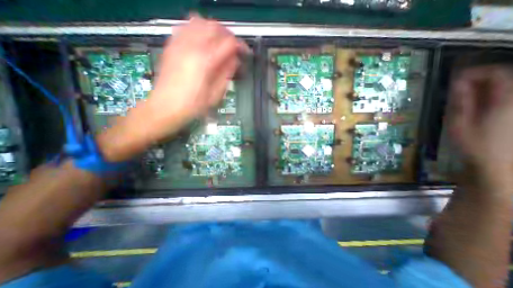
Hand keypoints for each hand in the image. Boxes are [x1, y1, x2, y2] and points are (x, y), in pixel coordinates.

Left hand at [140, 16, 248, 139]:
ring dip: (214, 30)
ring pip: (200, 22)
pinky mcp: (171, 46)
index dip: (240, 46)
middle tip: (233, 48)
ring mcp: (179, 44)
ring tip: (219, 42)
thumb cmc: (193, 105)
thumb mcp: (215, 95)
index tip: (244, 52)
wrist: (166, 107)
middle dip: (228, 35)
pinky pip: (186, 27)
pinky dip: (198, 29)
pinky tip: (202, 41)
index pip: (229, 43)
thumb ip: (226, 75)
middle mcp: (192, 47)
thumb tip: (234, 61)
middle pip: (215, 27)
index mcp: (206, 62)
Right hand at [447, 64, 512, 182]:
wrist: (498, 163)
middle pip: (506, 78)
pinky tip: (479, 102)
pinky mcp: (511, 115)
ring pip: (506, 88)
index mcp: (504, 101)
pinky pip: (504, 97)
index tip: (455, 78)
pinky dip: (492, 95)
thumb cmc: (474, 144)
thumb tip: (457, 84)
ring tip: (466, 93)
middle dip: (480, 78)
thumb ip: (460, 102)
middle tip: (458, 86)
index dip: (475, 72)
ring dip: (486, 86)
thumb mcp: (459, 123)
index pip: (498, 74)